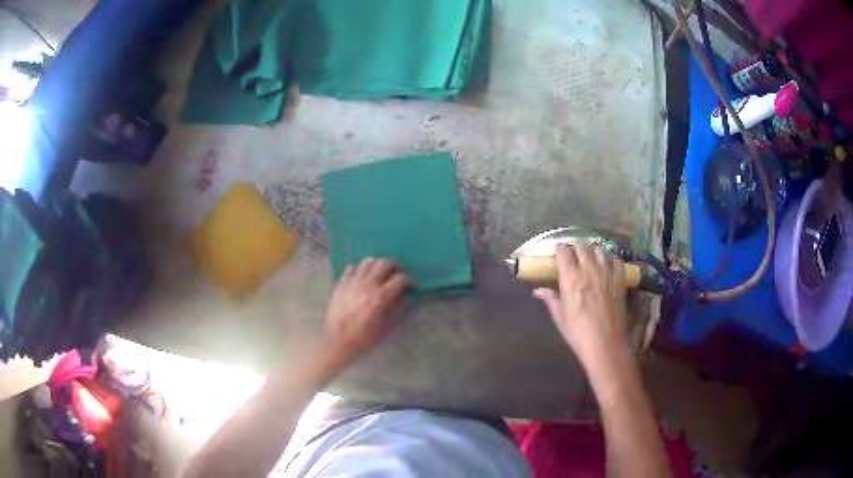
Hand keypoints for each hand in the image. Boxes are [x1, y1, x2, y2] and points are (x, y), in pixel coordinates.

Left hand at [324, 258, 409, 359]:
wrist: (337, 341)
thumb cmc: (363, 337)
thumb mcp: (386, 327)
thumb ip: (396, 309)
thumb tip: (404, 296)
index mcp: (380, 297)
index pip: (400, 278)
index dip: (410, 279)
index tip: (412, 283)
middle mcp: (367, 284)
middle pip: (385, 263)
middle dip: (396, 266)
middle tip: (398, 274)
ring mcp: (353, 281)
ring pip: (368, 261)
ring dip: (378, 264)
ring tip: (380, 273)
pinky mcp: (341, 283)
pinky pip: (352, 268)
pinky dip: (360, 269)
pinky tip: (362, 278)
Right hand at [533, 243, 628, 368]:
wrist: (605, 344)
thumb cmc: (578, 333)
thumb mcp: (560, 317)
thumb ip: (551, 299)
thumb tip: (538, 290)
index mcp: (571, 279)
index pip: (564, 251)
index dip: (560, 249)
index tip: (558, 253)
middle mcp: (589, 270)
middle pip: (582, 245)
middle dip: (575, 247)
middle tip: (573, 255)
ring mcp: (607, 273)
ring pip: (599, 249)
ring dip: (592, 250)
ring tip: (590, 258)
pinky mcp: (620, 279)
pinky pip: (615, 259)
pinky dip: (609, 258)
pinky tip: (606, 265)